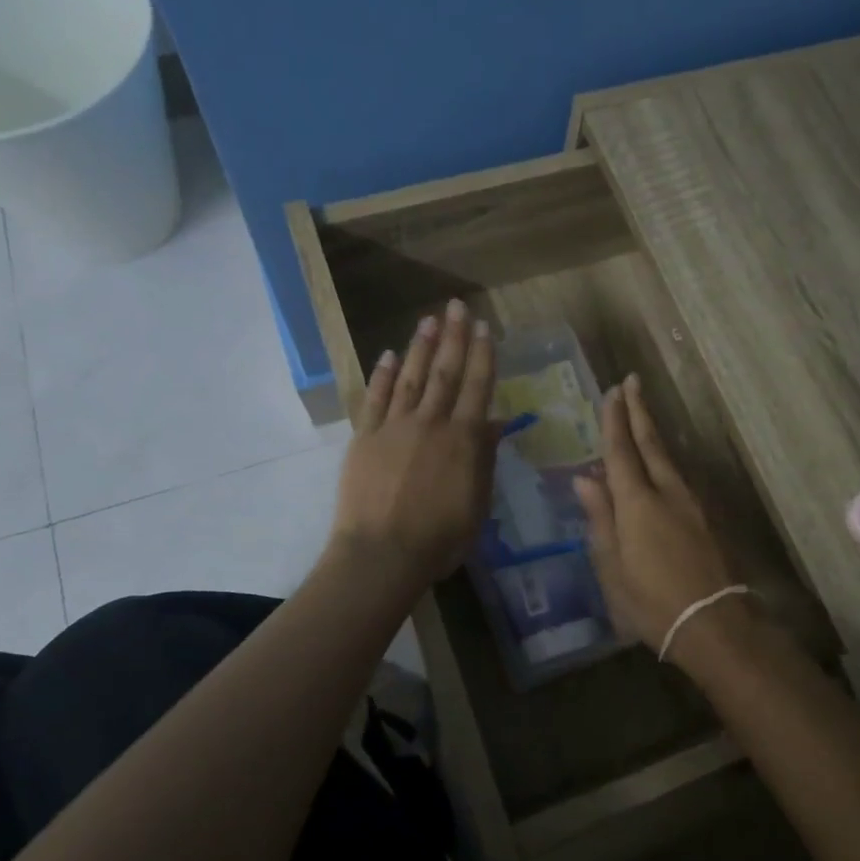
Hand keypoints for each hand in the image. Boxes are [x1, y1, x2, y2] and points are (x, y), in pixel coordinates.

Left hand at [329, 300, 499, 585]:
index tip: (485, 327)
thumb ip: (484, 459)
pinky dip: (384, 375)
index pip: (477, 387)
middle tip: (457, 306)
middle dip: (453, 337)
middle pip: (445, 372)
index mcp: (463, 439)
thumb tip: (494, 422)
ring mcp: (394, 427)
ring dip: (421, 347)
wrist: (382, 554)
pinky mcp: (365, 438)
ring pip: (412, 378)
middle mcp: (431, 423)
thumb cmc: (439, 538)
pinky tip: (390, 355)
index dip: (482, 355)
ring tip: (429, 319)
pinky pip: (376, 399)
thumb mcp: (477, 503)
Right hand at [573, 374, 747, 665]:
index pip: (621, 451)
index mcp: (637, 503)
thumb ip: (600, 518)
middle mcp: (667, 493)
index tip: (613, 391)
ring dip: (653, 433)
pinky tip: (658, 464)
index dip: (615, 419)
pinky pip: (678, 478)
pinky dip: (664, 461)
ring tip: (641, 416)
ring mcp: (691, 504)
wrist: (714, 625)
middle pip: (651, 443)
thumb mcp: (612, 566)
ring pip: (668, 459)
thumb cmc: (651, 602)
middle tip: (633, 382)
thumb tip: (585, 478)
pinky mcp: (706, 519)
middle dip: (640, 411)